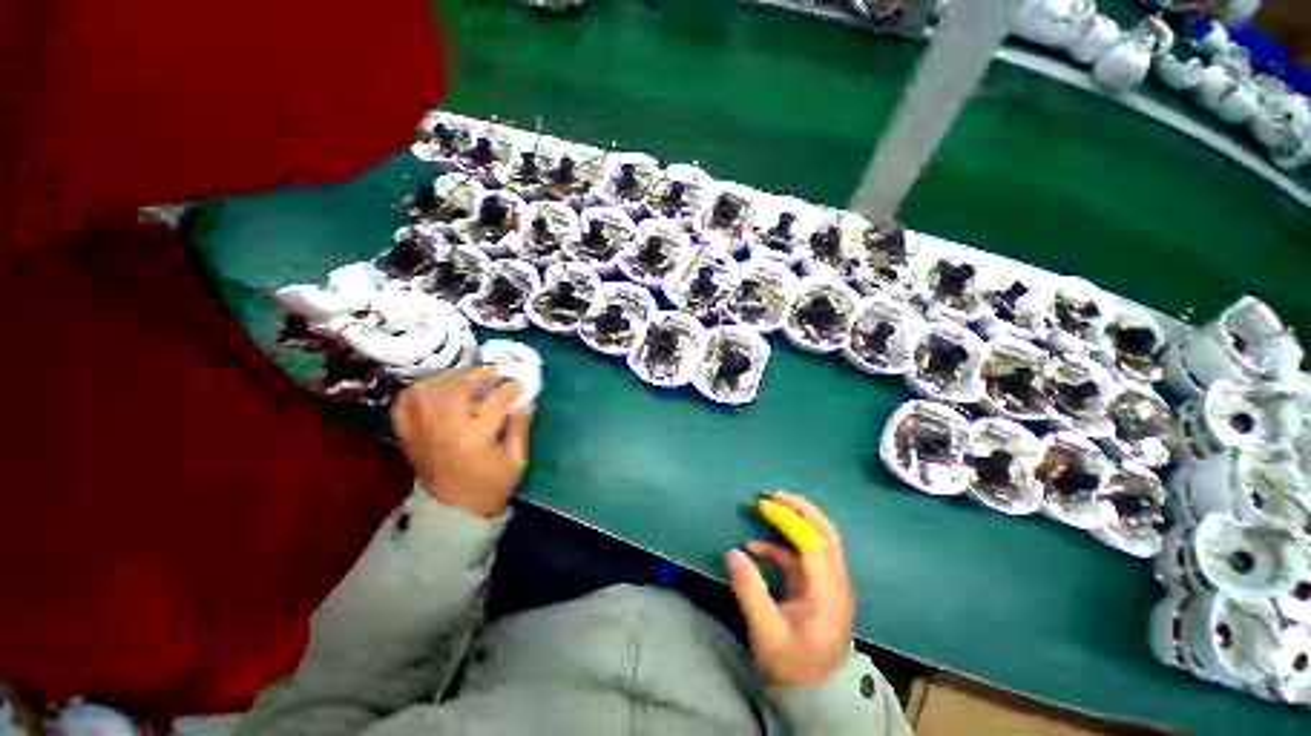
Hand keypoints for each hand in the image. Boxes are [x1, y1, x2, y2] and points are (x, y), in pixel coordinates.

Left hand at [391, 367, 534, 517]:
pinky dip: (417, 392)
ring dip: (449, 379)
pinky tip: (434, 390)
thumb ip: (521, 428)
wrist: (452, 512)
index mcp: (475, 438)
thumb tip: (526, 402)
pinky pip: (404, 405)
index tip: (518, 384)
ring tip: (466, 379)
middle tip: (492, 374)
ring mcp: (421, 432)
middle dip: (477, 375)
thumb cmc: (490, 487)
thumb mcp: (516, 461)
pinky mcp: (408, 436)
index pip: (494, 401)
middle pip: (456, 389)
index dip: (509, 389)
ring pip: (428, 391)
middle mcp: (444, 430)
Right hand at [727, 491, 853, 687]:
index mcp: (828, 594)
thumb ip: (750, 591)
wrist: (814, 697)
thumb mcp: (766, 633)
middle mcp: (836, 584)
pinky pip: (803, 557)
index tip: (764, 505)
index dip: (791, 520)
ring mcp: (829, 585)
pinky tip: (757, 546)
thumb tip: (733, 553)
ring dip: (795, 521)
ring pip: (819, 540)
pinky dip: (783, 546)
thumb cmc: (792, 668)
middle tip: (773, 495)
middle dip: (801, 509)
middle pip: (826, 533)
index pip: (814, 544)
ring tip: (766, 508)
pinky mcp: (819, 588)